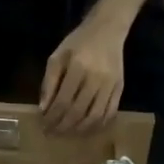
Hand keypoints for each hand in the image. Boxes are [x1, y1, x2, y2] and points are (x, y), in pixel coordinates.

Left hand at [39, 13, 126, 133]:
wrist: (107, 30)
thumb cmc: (78, 43)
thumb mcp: (57, 57)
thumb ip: (49, 82)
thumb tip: (44, 109)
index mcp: (77, 67)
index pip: (62, 101)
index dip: (52, 117)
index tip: (43, 125)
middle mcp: (95, 78)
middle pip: (77, 112)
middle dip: (62, 126)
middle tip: (52, 133)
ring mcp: (110, 85)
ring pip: (94, 117)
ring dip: (78, 130)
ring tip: (67, 133)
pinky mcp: (119, 88)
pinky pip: (109, 113)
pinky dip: (97, 125)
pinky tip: (86, 129)